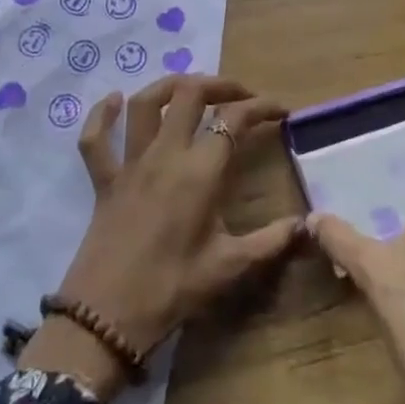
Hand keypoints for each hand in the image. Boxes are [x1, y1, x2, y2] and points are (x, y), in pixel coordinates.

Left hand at [20, 76, 300, 399]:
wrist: (105, 318)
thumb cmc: (172, 290)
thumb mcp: (229, 268)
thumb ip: (271, 242)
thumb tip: (309, 225)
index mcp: (199, 172)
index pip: (234, 120)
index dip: (261, 107)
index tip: (280, 110)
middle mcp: (165, 154)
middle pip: (191, 94)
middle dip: (220, 84)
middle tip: (240, 95)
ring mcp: (130, 163)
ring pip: (146, 103)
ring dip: (169, 85)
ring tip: (190, 88)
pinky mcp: (104, 179)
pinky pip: (95, 139)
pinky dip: (101, 116)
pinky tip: (112, 101)